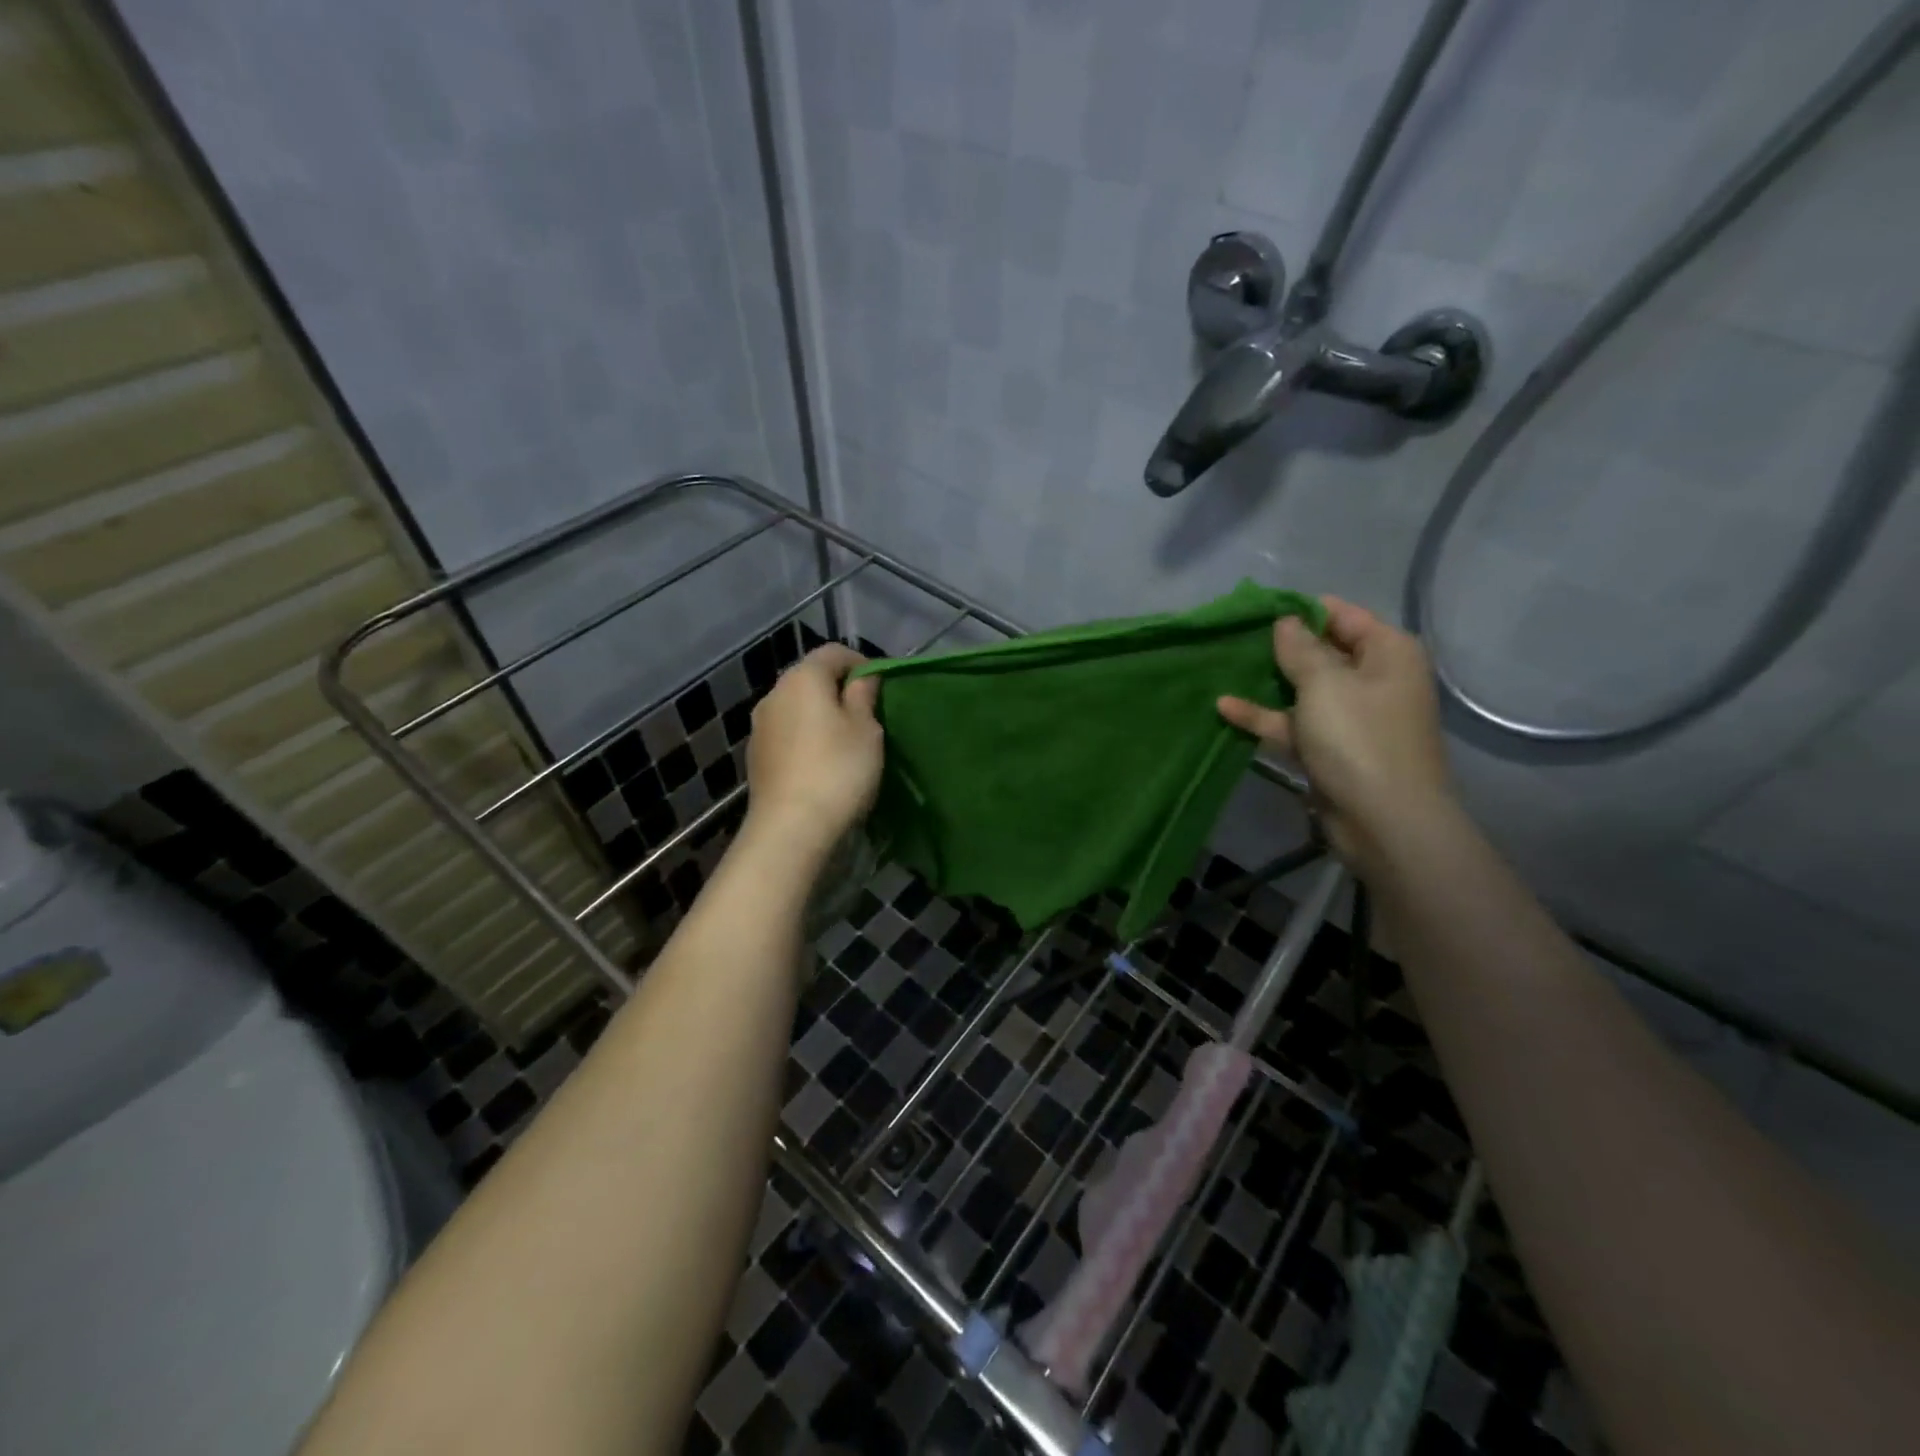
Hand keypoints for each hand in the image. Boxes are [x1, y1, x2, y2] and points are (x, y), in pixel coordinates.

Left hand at [742, 644, 882, 859]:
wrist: (790, 829)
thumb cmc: (838, 771)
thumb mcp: (866, 730)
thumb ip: (864, 696)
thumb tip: (863, 677)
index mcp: (802, 678)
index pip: (833, 652)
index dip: (861, 663)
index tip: (881, 689)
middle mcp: (774, 694)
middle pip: (811, 679)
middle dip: (838, 690)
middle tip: (867, 716)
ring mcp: (760, 727)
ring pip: (797, 708)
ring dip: (820, 717)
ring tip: (846, 743)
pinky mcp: (756, 757)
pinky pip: (787, 734)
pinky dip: (805, 739)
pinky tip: (822, 764)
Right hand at [1218, 596, 1455, 874]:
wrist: (1385, 820)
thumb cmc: (1359, 738)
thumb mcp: (1324, 683)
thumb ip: (1300, 649)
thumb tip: (1286, 622)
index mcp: (1387, 653)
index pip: (1344, 616)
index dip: (1303, 611)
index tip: (1259, 610)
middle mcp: (1374, 680)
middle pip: (1323, 653)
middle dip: (1281, 647)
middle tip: (1236, 637)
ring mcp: (1351, 718)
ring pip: (1305, 690)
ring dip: (1269, 682)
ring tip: (1226, 667)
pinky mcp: (1331, 750)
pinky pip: (1295, 724)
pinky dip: (1265, 717)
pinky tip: (1225, 708)